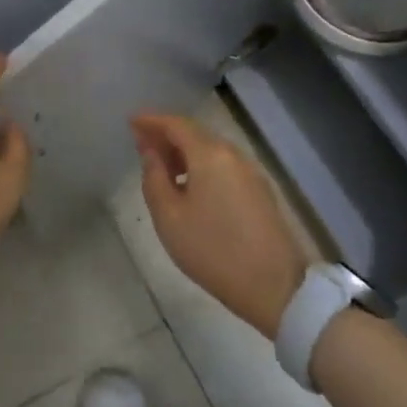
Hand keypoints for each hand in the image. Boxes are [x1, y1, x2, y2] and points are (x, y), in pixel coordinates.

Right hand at [131, 112, 306, 337]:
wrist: (275, 286)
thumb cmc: (213, 250)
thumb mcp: (169, 216)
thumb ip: (154, 178)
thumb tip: (151, 152)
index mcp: (209, 155)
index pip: (176, 124)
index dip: (151, 120)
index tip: (131, 121)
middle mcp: (233, 155)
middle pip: (195, 134)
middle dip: (167, 135)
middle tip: (142, 145)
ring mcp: (250, 172)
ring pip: (210, 150)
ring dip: (184, 152)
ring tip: (162, 168)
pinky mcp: (260, 191)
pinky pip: (223, 166)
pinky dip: (201, 166)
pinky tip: (190, 186)